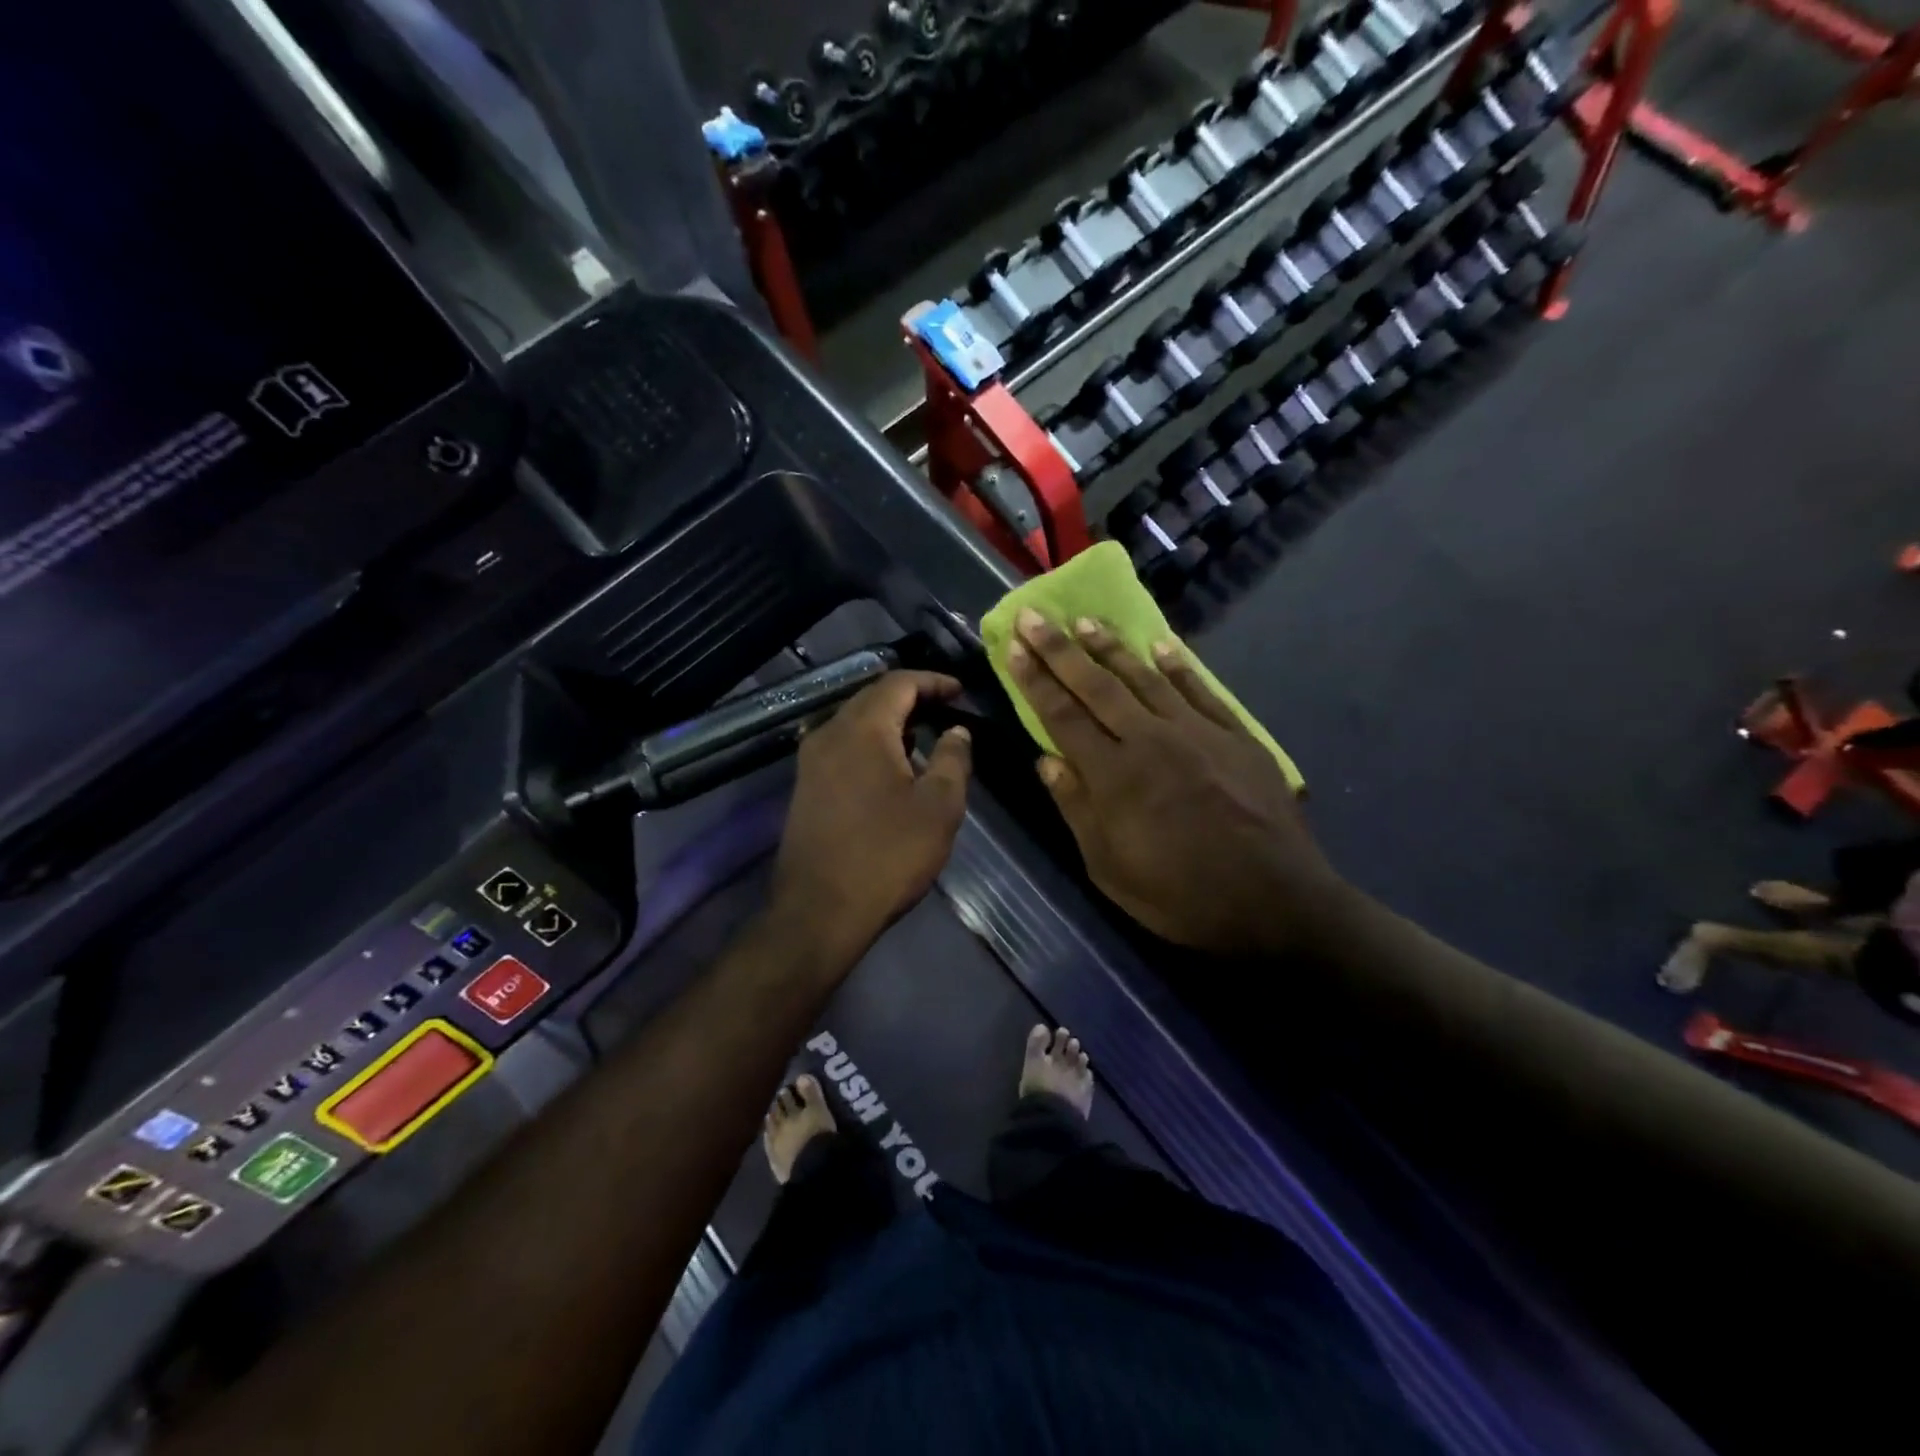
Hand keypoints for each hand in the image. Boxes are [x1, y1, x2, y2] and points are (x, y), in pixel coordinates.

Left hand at [770, 671, 972, 967]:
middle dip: (911, 698)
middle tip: (946, 709)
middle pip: (872, 698)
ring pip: (854, 723)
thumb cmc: (887, 855)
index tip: (961, 691)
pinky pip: (842, 748)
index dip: (933, 681)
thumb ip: (952, 759)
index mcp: (862, 729)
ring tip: (924, 737)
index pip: (898, 683)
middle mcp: (828, 734)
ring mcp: (810, 762)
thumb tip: (957, 731)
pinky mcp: (804, 788)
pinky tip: (892, 768)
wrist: (819, 912)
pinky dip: (871, 745)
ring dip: (890, 723)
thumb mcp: (938, 807)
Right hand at [1006, 609, 1342, 955]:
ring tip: (1086, 621)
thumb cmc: (1182, 896)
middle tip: (1033, 615)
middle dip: (1060, 649)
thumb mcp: (1110, 869)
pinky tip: (1160, 645)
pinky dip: (1178, 666)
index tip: (1015, 648)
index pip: (1063, 716)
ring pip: (1145, 678)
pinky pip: (1200, 690)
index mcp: (1114, 776)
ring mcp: (1197, 733)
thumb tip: (1046, 759)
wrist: (1276, 902)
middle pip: (1097, 686)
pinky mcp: (1236, 736)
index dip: (1036, 680)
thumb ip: (1077, 809)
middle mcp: (1151, 741)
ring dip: (1111, 647)